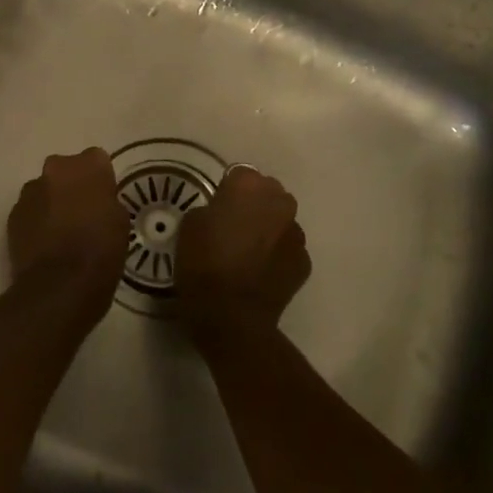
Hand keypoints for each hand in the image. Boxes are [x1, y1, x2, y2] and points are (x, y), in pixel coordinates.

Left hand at [7, 149, 128, 320]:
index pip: (96, 159)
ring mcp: (29, 192)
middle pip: (65, 170)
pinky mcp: (12, 215)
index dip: (100, 179)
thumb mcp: (120, 222)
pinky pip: (29, 211)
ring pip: (44, 190)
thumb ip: (107, 200)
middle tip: (82, 214)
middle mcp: (55, 169)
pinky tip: (45, 245)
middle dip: (71, 186)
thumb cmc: (101, 250)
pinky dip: (36, 222)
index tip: (103, 199)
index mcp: (87, 166)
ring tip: (61, 233)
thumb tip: (96, 201)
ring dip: (51, 203)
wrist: (60, 284)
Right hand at [173, 166, 311, 354]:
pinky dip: (275, 256)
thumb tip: (220, 214)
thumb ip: (209, 210)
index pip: (240, 174)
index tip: (216, 208)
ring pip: (280, 222)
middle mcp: (279, 203)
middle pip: (267, 194)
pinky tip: (258, 273)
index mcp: (249, 188)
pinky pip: (287, 250)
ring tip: (246, 253)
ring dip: (267, 230)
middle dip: (253, 205)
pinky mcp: (304, 262)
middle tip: (232, 228)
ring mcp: (296, 234)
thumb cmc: (203, 266)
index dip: (227, 190)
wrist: (232, 318)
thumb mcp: (189, 227)